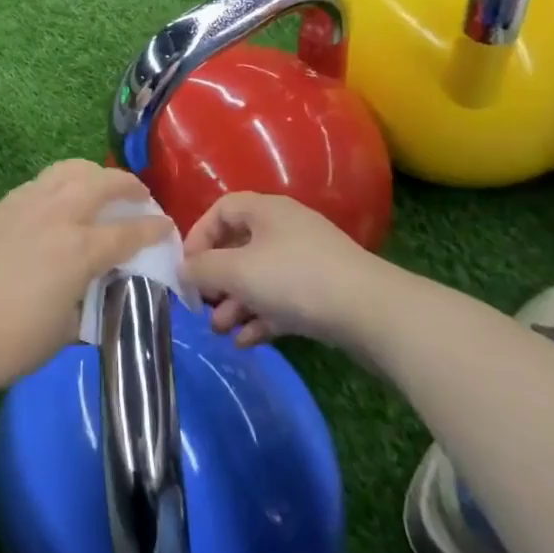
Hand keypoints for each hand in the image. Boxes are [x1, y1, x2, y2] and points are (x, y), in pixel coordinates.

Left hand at [0, 160, 175, 393]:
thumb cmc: (15, 341)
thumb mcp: (68, 329)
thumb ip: (91, 299)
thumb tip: (99, 289)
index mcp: (81, 249)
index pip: (130, 231)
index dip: (155, 228)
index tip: (167, 227)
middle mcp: (59, 216)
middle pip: (103, 183)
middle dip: (129, 185)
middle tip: (140, 196)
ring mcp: (28, 205)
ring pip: (70, 170)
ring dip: (94, 174)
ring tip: (101, 186)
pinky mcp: (4, 206)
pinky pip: (42, 181)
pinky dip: (62, 182)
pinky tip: (62, 198)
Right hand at [183, 192, 403, 353]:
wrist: (372, 313)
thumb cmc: (295, 279)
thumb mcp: (237, 271)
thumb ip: (202, 269)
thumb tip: (181, 270)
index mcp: (266, 211)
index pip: (221, 210)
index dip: (198, 236)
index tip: (187, 267)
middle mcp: (286, 230)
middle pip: (239, 248)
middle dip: (216, 279)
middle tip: (202, 304)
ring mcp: (307, 262)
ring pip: (260, 279)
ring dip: (236, 304)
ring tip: (220, 331)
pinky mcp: (323, 294)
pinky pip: (282, 301)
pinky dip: (261, 318)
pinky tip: (246, 342)